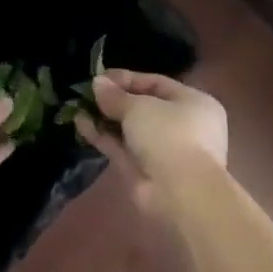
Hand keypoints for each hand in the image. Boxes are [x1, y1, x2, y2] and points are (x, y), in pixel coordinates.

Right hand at [77, 69, 228, 215]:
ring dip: (105, 118)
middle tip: (88, 92)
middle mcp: (182, 126)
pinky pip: (122, 148)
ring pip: (130, 130)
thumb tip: (97, 83)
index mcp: (193, 103)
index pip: (156, 83)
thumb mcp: (139, 106)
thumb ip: (115, 95)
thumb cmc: (169, 135)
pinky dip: (103, 137)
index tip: (100, 77)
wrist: (180, 195)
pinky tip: (81, 124)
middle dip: (114, 100)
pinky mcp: (145, 172)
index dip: (127, 79)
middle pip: (143, 107)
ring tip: (79, 106)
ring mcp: (163, 152)